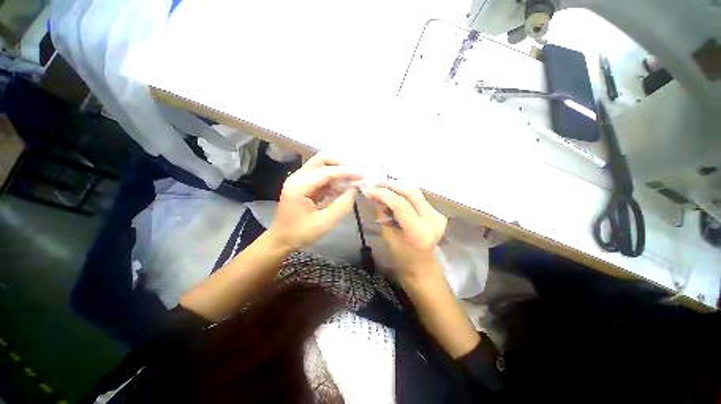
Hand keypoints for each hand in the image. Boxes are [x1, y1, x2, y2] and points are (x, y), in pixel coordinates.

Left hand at [268, 154, 361, 250]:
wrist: (281, 240)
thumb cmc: (300, 233)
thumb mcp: (324, 223)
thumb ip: (341, 206)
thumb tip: (353, 191)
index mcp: (299, 186)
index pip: (326, 172)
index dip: (345, 172)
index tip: (361, 175)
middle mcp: (297, 178)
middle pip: (320, 160)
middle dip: (339, 164)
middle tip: (355, 173)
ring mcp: (299, 180)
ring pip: (321, 167)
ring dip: (337, 171)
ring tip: (352, 180)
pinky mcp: (303, 186)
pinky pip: (320, 177)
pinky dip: (333, 180)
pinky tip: (343, 187)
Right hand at [366, 183, 446, 282]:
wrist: (423, 266)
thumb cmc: (402, 257)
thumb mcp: (388, 235)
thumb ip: (382, 213)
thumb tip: (374, 195)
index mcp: (419, 231)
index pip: (400, 204)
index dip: (383, 194)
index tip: (369, 189)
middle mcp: (432, 220)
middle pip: (411, 193)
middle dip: (391, 185)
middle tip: (376, 183)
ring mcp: (438, 215)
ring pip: (415, 192)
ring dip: (398, 187)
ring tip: (382, 186)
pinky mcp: (437, 213)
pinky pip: (418, 198)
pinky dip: (404, 194)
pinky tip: (393, 193)